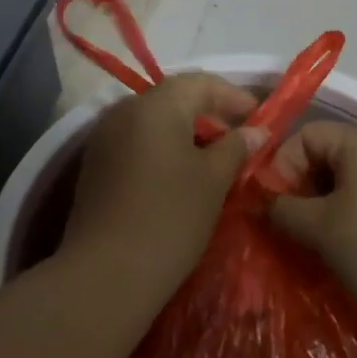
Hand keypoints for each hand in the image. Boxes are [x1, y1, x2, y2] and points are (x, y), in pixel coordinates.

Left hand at [60, 74, 265, 292]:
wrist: (106, 274)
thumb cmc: (170, 218)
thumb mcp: (213, 180)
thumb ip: (236, 147)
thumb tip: (255, 131)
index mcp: (155, 105)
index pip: (201, 83)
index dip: (234, 97)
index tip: (260, 118)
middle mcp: (124, 111)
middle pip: (174, 99)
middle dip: (210, 114)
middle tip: (240, 138)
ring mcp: (104, 138)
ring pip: (155, 121)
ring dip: (187, 132)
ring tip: (215, 158)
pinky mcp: (96, 165)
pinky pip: (137, 142)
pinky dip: (164, 148)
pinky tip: (181, 175)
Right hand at [268, 122, 356, 323]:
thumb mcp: (320, 229)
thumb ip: (283, 210)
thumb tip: (266, 203)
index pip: (304, 136)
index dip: (280, 166)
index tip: (273, 206)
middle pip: (329, 157)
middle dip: (303, 189)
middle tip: (291, 227)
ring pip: (352, 182)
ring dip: (328, 207)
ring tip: (318, 243)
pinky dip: (356, 217)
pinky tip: (353, 250)